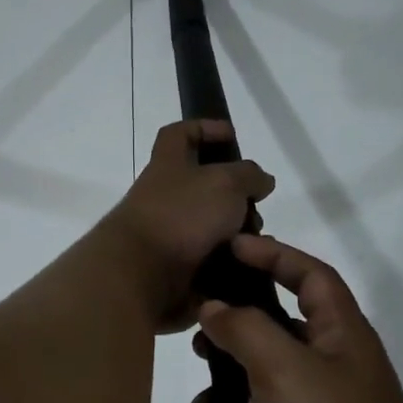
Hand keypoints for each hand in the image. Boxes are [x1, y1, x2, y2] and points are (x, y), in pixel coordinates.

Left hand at [102, 121, 274, 331]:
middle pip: (203, 185)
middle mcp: (165, 196)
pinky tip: (251, 266)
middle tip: (256, 204)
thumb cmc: (182, 215)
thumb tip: (260, 181)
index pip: (179, 134)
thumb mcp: (225, 182)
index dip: (204, 128)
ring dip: (238, 231)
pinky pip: (211, 259)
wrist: (142, 275)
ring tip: (258, 240)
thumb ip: (249, 176)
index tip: (231, 136)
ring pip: (212, 225)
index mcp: (168, 165)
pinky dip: (232, 261)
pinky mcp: (176, 267)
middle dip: (235, 194)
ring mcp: (169, 233)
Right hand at [188, 235, 402, 402]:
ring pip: (258, 388)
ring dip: (222, 399)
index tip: (230, 246)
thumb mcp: (285, 373)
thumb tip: (214, 307)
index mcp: (342, 338)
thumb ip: (247, 330)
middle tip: (196, 338)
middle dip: (233, 336)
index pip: (311, 276)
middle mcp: (333, 371)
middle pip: (277, 331)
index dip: (274, 254)